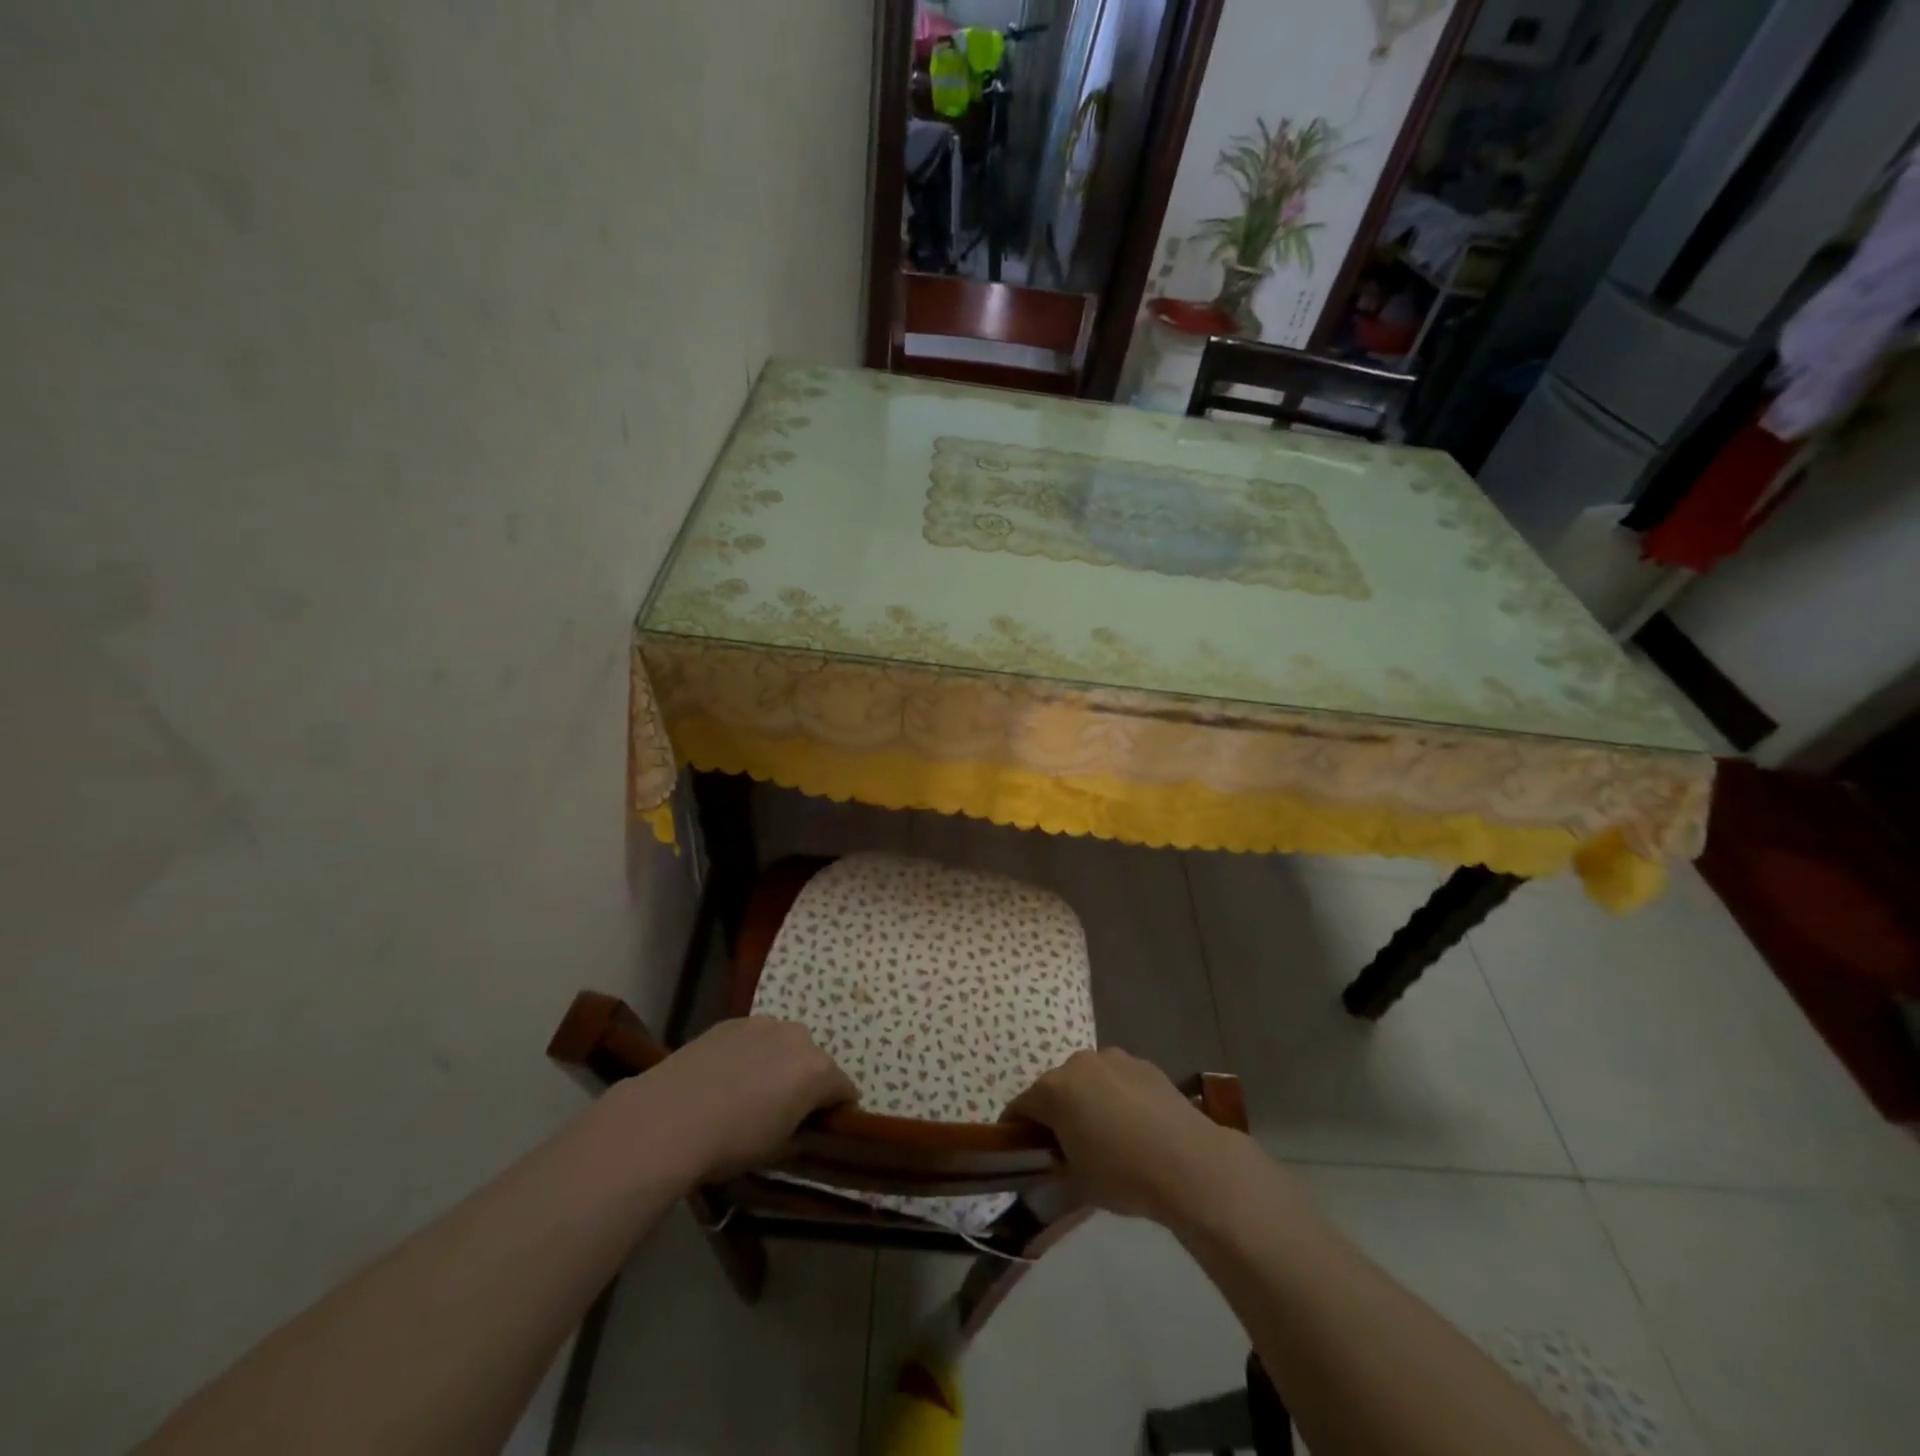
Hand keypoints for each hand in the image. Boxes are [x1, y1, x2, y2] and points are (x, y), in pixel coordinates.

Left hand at [628, 1017, 856, 1184]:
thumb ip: (800, 1133)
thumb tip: (801, 1128)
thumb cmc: (733, 1141)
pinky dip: (750, 1054)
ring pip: (783, 1044)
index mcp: (818, 1070)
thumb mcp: (776, 1151)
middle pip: (814, 1061)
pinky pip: (754, 1038)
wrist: (671, 1116)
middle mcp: (798, 1038)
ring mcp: (764, 1024)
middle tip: (786, 1110)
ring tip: (752, 1091)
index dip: (839, 1109)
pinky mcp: (732, 1021)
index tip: (825, 1126)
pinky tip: (727, 1077)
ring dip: (779, 1063)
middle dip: (807, 1082)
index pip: (845, 1089)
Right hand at [1007, 1048, 1247, 1224]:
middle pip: (1055, 1087)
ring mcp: (1114, 1059)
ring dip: (1087, 1100)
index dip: (1016, 1129)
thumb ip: (1056, 1162)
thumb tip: (1054, 1157)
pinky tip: (1134, 1125)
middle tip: (1065, 1144)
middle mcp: (1078, 1063)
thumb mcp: (1077, 1180)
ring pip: (1088, 1080)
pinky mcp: (1144, 1064)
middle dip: (1055, 1111)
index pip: (1021, 1107)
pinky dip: (1116, 1096)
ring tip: (1105, 1133)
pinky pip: (1117, 1080)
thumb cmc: (1123, 1175)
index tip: (1020, 1149)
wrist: (1189, 1163)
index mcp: (1054, 1089)